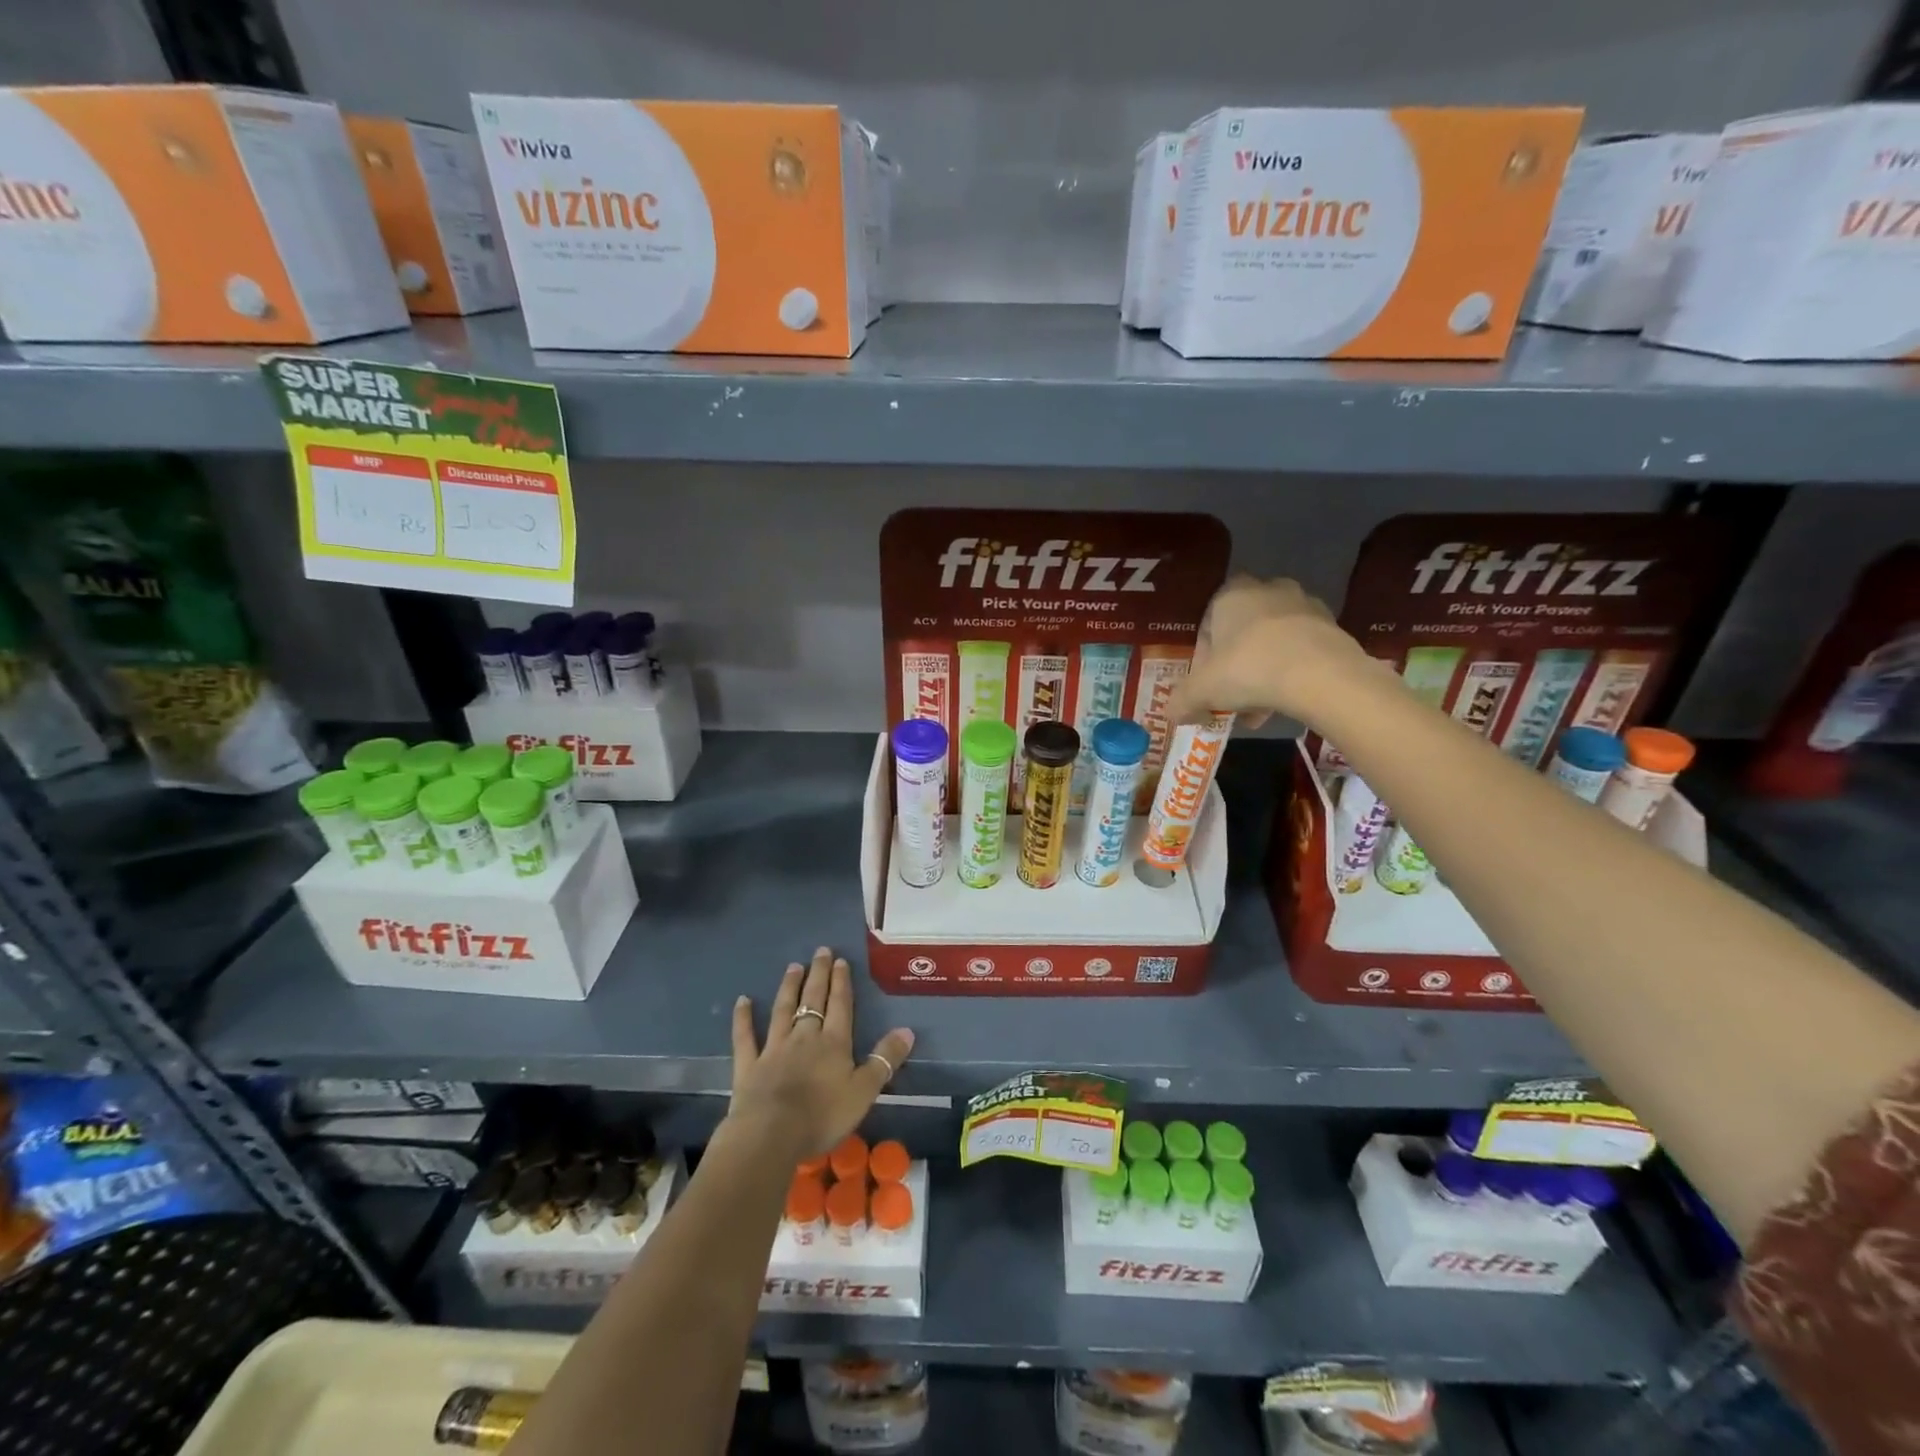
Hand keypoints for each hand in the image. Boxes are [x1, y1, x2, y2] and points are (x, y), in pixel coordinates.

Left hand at [726, 947, 915, 1160]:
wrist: (771, 1135)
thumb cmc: (823, 1116)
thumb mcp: (864, 1091)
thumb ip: (885, 1060)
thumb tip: (908, 1030)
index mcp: (834, 1043)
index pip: (840, 1005)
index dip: (841, 982)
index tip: (840, 960)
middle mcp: (804, 1037)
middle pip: (813, 1000)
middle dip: (818, 975)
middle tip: (820, 951)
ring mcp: (774, 1048)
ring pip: (783, 1010)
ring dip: (789, 987)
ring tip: (793, 966)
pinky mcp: (749, 1065)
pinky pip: (745, 1037)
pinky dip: (743, 1018)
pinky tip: (742, 1001)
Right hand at [1165, 575, 1369, 728]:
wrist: (1321, 675)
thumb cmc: (1249, 669)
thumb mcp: (1202, 691)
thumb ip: (1182, 701)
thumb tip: (1170, 713)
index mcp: (1231, 594)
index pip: (1207, 625)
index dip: (1202, 660)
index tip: (1205, 686)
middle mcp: (1267, 590)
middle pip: (1240, 633)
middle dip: (1233, 668)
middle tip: (1230, 699)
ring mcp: (1304, 605)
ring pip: (1271, 643)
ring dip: (1261, 674)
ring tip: (1257, 710)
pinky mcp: (1331, 626)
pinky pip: (1299, 650)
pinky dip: (1289, 673)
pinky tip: (1284, 703)